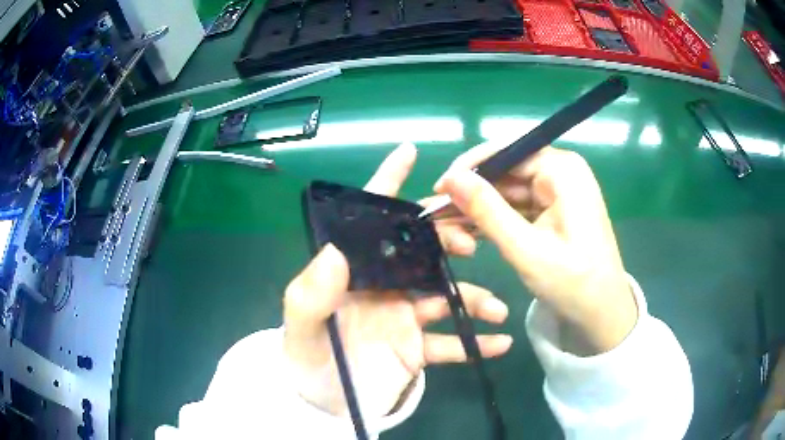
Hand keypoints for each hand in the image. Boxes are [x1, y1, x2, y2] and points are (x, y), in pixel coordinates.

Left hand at [283, 143, 512, 418]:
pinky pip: (450, 344)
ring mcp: (404, 318)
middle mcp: (384, 287)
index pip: (369, 221)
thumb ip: (312, 294)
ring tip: (497, 308)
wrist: (320, 403)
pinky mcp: (417, 349)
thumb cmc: (306, 360)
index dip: (386, 184)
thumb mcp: (300, 328)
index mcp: (354, 273)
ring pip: (445, 297)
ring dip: (474, 298)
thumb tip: (337, 251)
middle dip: (448, 239)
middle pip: (421, 251)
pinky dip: (474, 344)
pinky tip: (499, 343)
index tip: (408, 153)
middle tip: (471, 243)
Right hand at [425, 142, 636, 355]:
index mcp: (562, 170)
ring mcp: (558, 190)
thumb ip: (487, 210)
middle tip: (437, 214)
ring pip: (508, 190)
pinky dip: (495, 219)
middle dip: (473, 193)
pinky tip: (470, 231)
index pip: (506, 152)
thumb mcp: (526, 249)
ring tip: (447, 226)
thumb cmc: (573, 283)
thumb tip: (450, 178)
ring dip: (480, 208)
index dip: (470, 168)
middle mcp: (561, 171)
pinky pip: (517, 206)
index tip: (439, 190)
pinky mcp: (553, 209)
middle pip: (506, 171)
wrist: (602, 313)